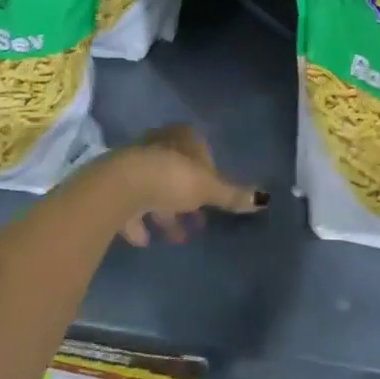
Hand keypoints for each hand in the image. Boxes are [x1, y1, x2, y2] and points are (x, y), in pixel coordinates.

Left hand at [104, 124, 267, 246]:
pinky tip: (145, 240)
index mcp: (182, 138)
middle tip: (198, 222)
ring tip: (177, 237)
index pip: (200, 150)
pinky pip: (131, 206)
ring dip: (165, 212)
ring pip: (155, 189)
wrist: (119, 187)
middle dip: (187, 196)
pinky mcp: (115, 187)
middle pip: (177, 171)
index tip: (213, 197)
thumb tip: (264, 199)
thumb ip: (232, 195)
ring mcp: (134, 165)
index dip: (208, 173)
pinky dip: (139, 222)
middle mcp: (158, 145)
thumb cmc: (171, 178)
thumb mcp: (208, 188)